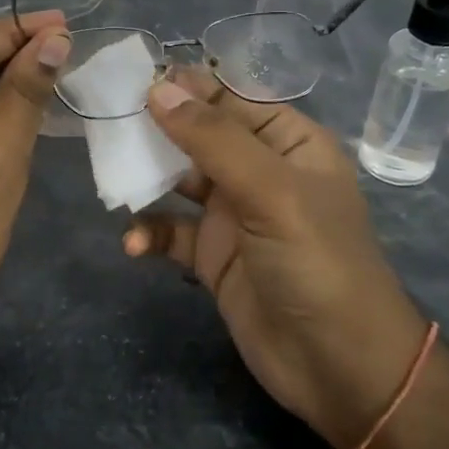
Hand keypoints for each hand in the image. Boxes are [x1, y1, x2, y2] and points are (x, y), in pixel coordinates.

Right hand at [123, 72, 429, 448]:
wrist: (341, 370)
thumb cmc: (317, 263)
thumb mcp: (272, 191)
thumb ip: (214, 139)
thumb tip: (159, 88)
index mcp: (288, 143)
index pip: (231, 98)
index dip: (186, 85)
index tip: (132, 78)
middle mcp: (259, 171)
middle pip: (199, 135)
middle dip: (156, 128)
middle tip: (108, 122)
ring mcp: (234, 214)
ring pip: (178, 179)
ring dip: (146, 178)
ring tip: (113, 177)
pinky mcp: (213, 256)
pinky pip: (171, 230)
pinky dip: (150, 232)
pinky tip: (134, 244)